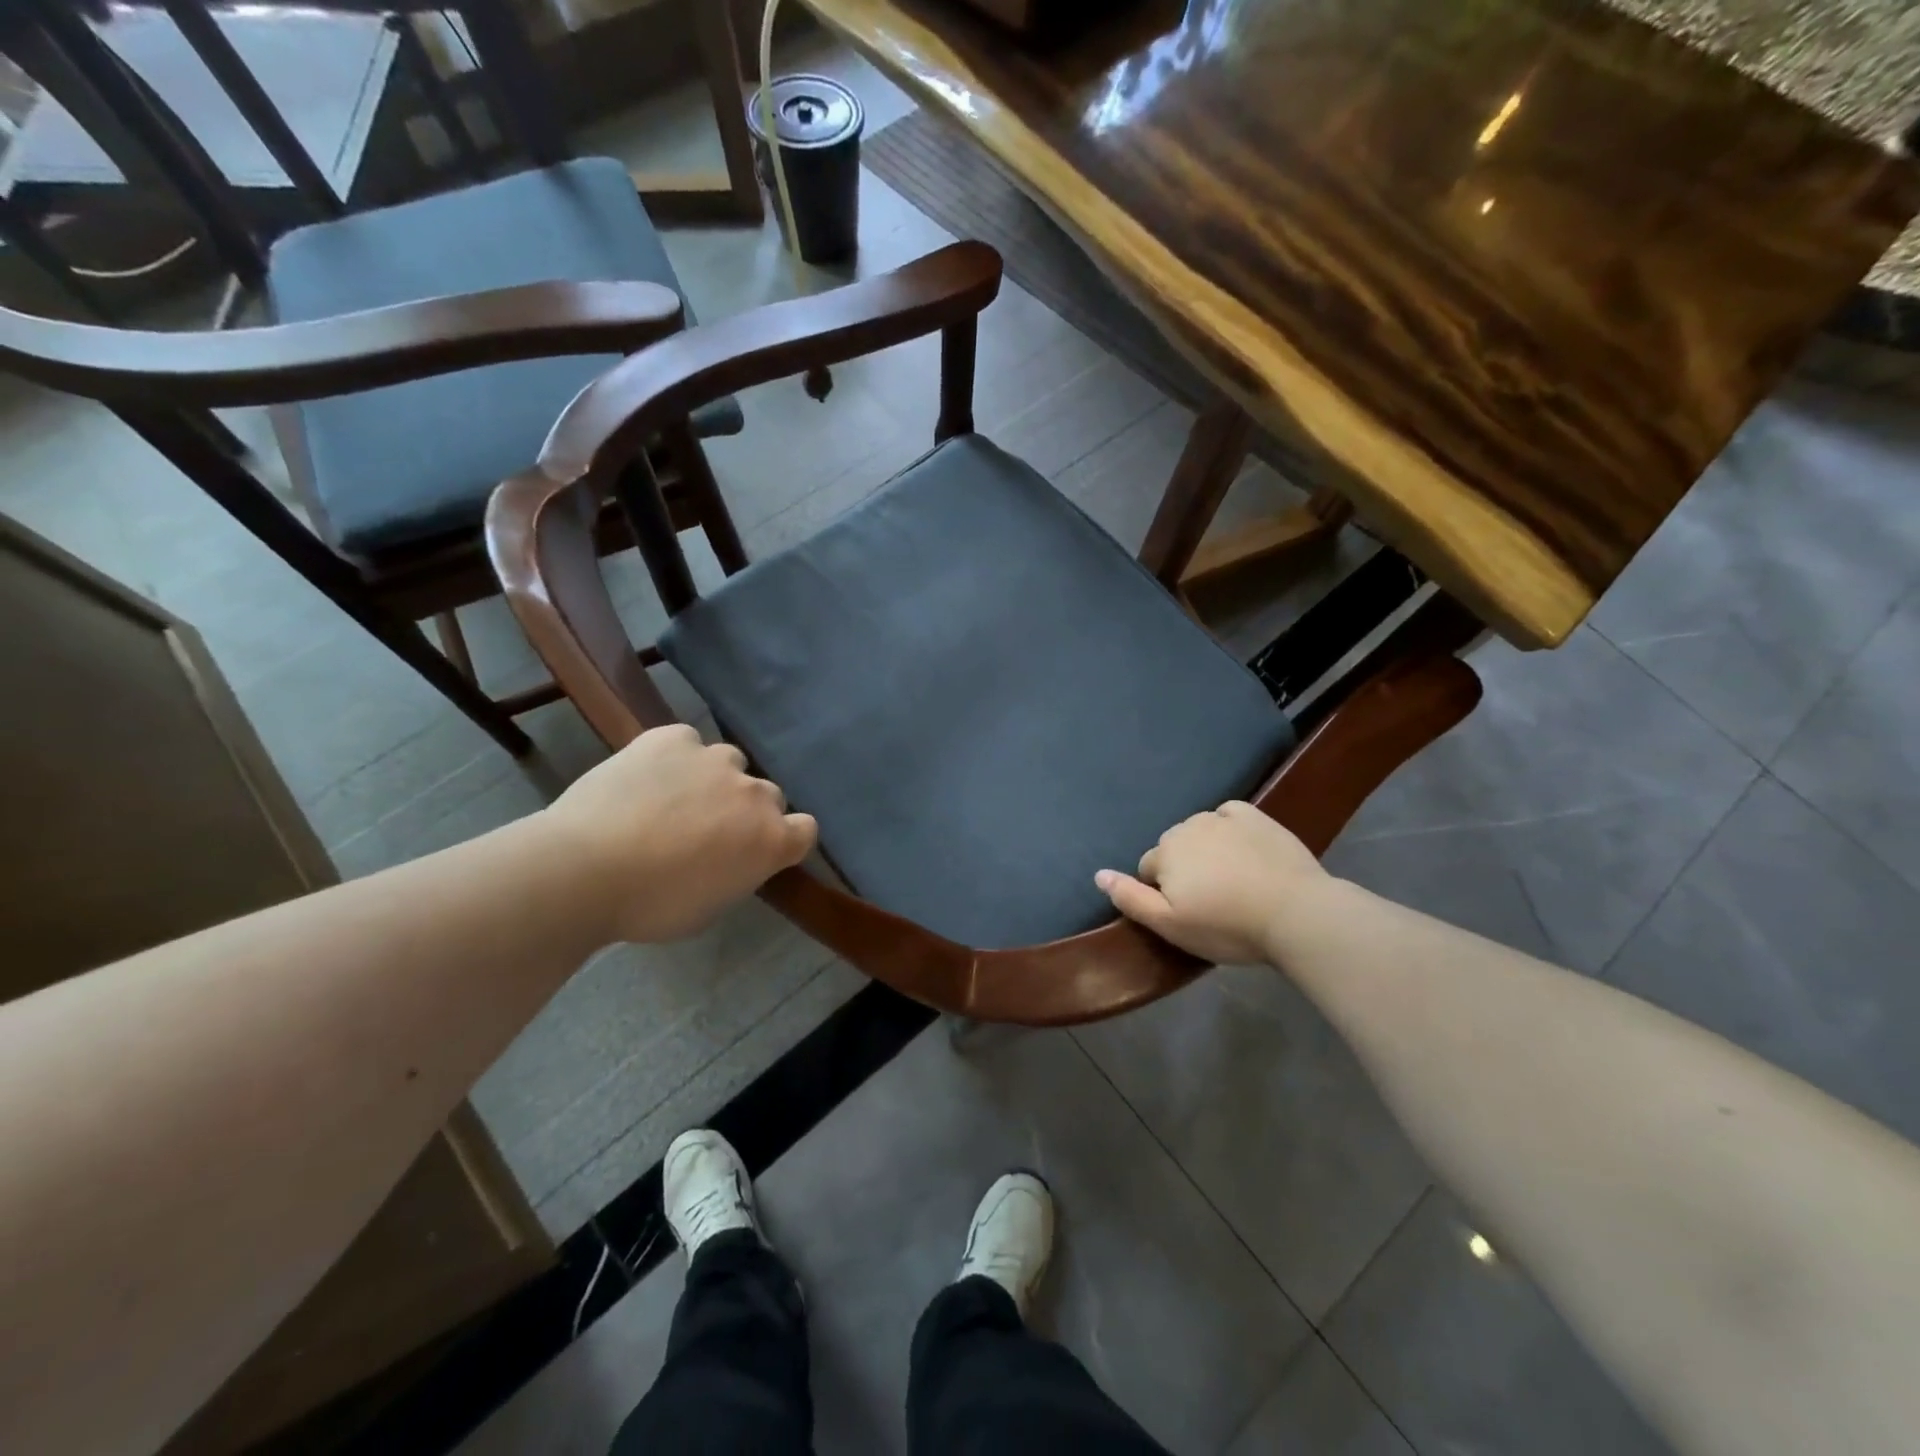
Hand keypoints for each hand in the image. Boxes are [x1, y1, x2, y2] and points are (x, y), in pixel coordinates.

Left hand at [543, 725, 816, 943]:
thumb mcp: (710, 906)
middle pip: (768, 794)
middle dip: (745, 810)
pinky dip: (674, 757)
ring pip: (729, 763)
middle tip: (706, 832)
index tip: (757, 851)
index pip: (806, 829)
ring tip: (672, 800)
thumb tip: (729, 856)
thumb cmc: (649, 906)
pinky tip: (647, 778)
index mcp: (771, 840)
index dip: (785, 839)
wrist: (583, 870)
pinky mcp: (673, 738)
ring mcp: (714, 759)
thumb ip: (737, 871)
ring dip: (713, 780)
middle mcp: (755, 793)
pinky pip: (687, 742)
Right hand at [1096, 801, 1326, 964]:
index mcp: (1165, 852)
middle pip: (1173, 848)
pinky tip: (1244, 851)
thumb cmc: (1227, 926)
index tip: (1190, 914)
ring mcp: (1223, 818)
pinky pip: (1229, 815)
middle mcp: (1187, 827)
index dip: (1164, 894)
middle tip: (1212, 901)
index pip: (1148, 869)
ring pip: (1199, 831)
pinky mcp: (1255, 816)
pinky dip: (1230, 829)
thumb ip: (1130, 898)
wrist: (1296, 913)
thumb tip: (1098, 874)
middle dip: (1184, 869)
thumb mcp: (1171, 925)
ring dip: (1206, 850)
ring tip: (1232, 881)